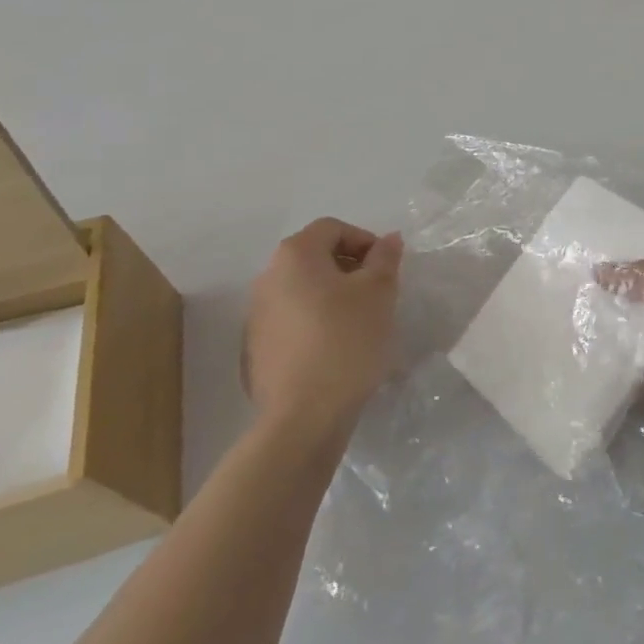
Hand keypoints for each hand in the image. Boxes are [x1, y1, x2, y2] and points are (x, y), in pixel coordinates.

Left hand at [244, 218, 403, 431]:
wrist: (304, 415)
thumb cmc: (346, 340)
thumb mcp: (379, 292)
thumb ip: (385, 258)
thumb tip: (387, 239)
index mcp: (294, 255)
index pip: (333, 228)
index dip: (365, 241)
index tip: (386, 269)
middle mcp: (267, 277)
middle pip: (315, 257)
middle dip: (350, 268)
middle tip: (378, 294)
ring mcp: (256, 315)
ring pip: (303, 290)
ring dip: (333, 296)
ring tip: (360, 323)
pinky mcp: (256, 348)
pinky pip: (292, 320)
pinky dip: (315, 322)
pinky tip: (336, 349)